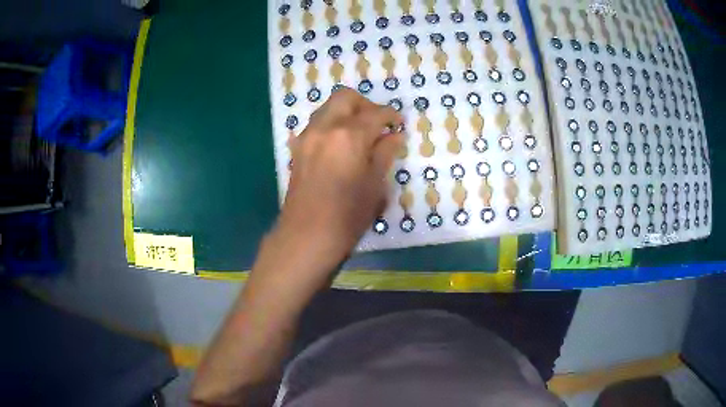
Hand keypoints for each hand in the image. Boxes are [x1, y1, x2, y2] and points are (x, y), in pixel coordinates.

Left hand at [274, 88, 403, 268]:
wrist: (306, 236)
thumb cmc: (348, 215)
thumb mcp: (375, 185)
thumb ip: (385, 153)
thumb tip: (394, 135)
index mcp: (349, 135)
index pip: (375, 113)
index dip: (391, 115)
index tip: (398, 124)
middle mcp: (325, 127)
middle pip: (345, 97)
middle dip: (365, 104)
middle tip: (377, 123)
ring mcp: (307, 136)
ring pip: (328, 108)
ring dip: (346, 112)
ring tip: (360, 133)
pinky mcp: (297, 148)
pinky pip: (316, 124)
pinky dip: (331, 124)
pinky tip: (341, 144)